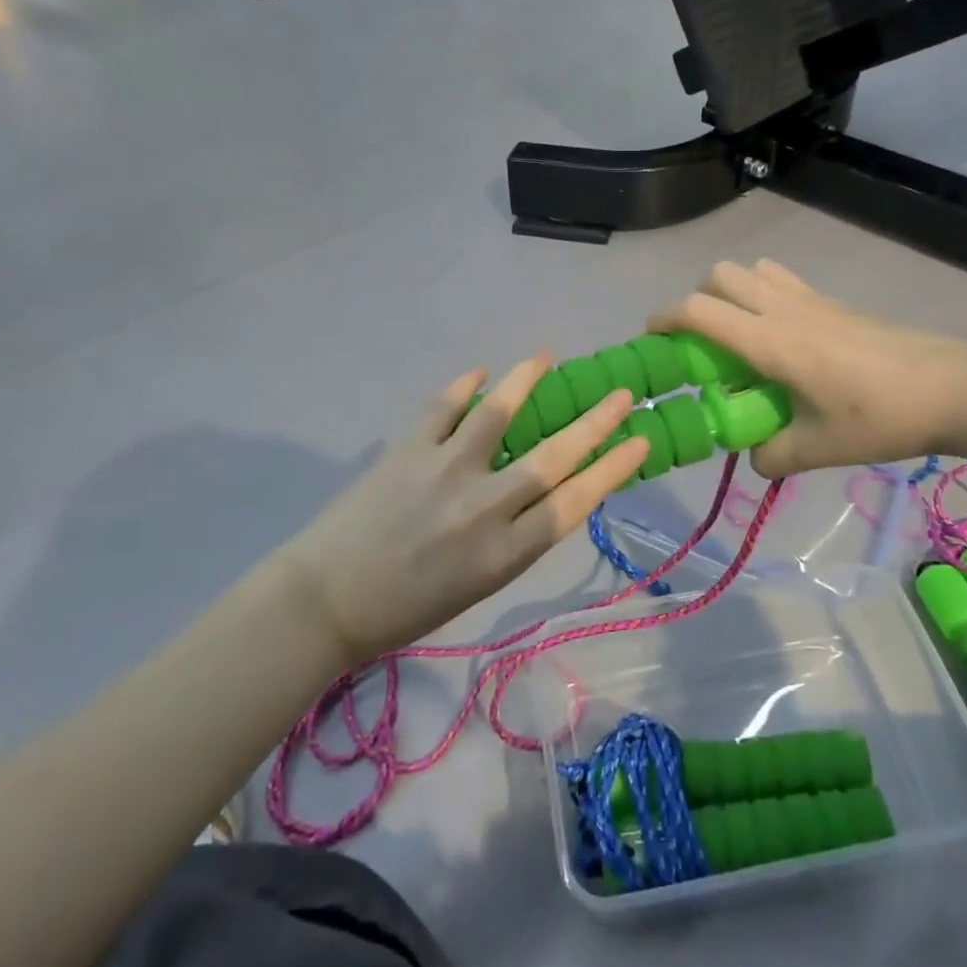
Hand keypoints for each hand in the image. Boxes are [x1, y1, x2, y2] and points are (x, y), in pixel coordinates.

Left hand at [278, 358, 647, 662]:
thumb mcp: (478, 584)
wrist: (327, 600)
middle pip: (554, 456)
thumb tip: (541, 490)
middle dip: (595, 423)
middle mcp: (485, 507)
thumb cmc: (407, 608)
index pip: (576, 501)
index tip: (640, 440)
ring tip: (546, 358)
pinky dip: (463, 386)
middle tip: (620, 394)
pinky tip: (479, 372)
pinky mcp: (408, 450)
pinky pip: (443, 408)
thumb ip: (514, 537)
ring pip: (498, 415)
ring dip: (526, 381)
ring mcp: (445, 471)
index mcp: (506, 552)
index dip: (613, 468)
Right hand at [650, 260, 966, 477]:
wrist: (954, 388)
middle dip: (698, 300)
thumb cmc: (881, 418)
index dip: (664, 318)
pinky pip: (783, 281)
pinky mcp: (834, 302)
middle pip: (719, 275)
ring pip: (751, 271)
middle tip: (703, 343)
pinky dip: (764, 296)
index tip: (653, 340)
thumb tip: (753, 457)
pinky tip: (782, 337)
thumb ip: (772, 456)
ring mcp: (811, 300)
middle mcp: (783, 309)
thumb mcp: (819, 449)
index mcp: (770, 341)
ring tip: (739, 336)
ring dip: (731, 293)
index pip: (698, 310)